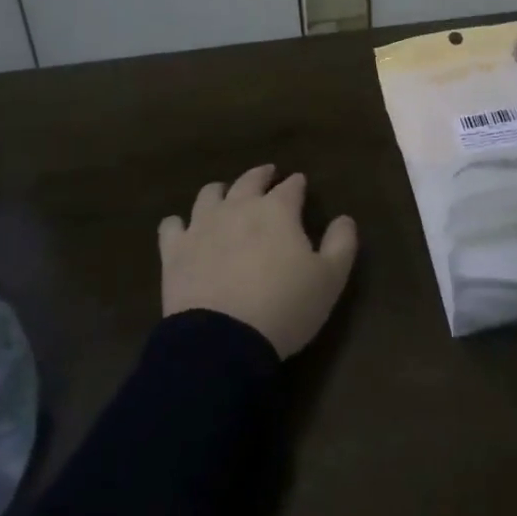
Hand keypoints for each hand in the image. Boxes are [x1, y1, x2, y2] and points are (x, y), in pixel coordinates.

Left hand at [159, 164, 357, 358]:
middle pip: (249, 180)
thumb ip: (342, 243)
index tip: (301, 183)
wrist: (223, 340)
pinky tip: (183, 228)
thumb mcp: (330, 279)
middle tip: (268, 175)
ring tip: (226, 196)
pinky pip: (172, 225)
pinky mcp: (175, 250)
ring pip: (209, 194)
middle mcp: (238, 207)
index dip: (297, 184)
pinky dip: (179, 223)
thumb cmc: (285, 307)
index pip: (291, 187)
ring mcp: (202, 226)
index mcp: (277, 211)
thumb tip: (345, 218)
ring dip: (221, 191)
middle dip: (261, 175)